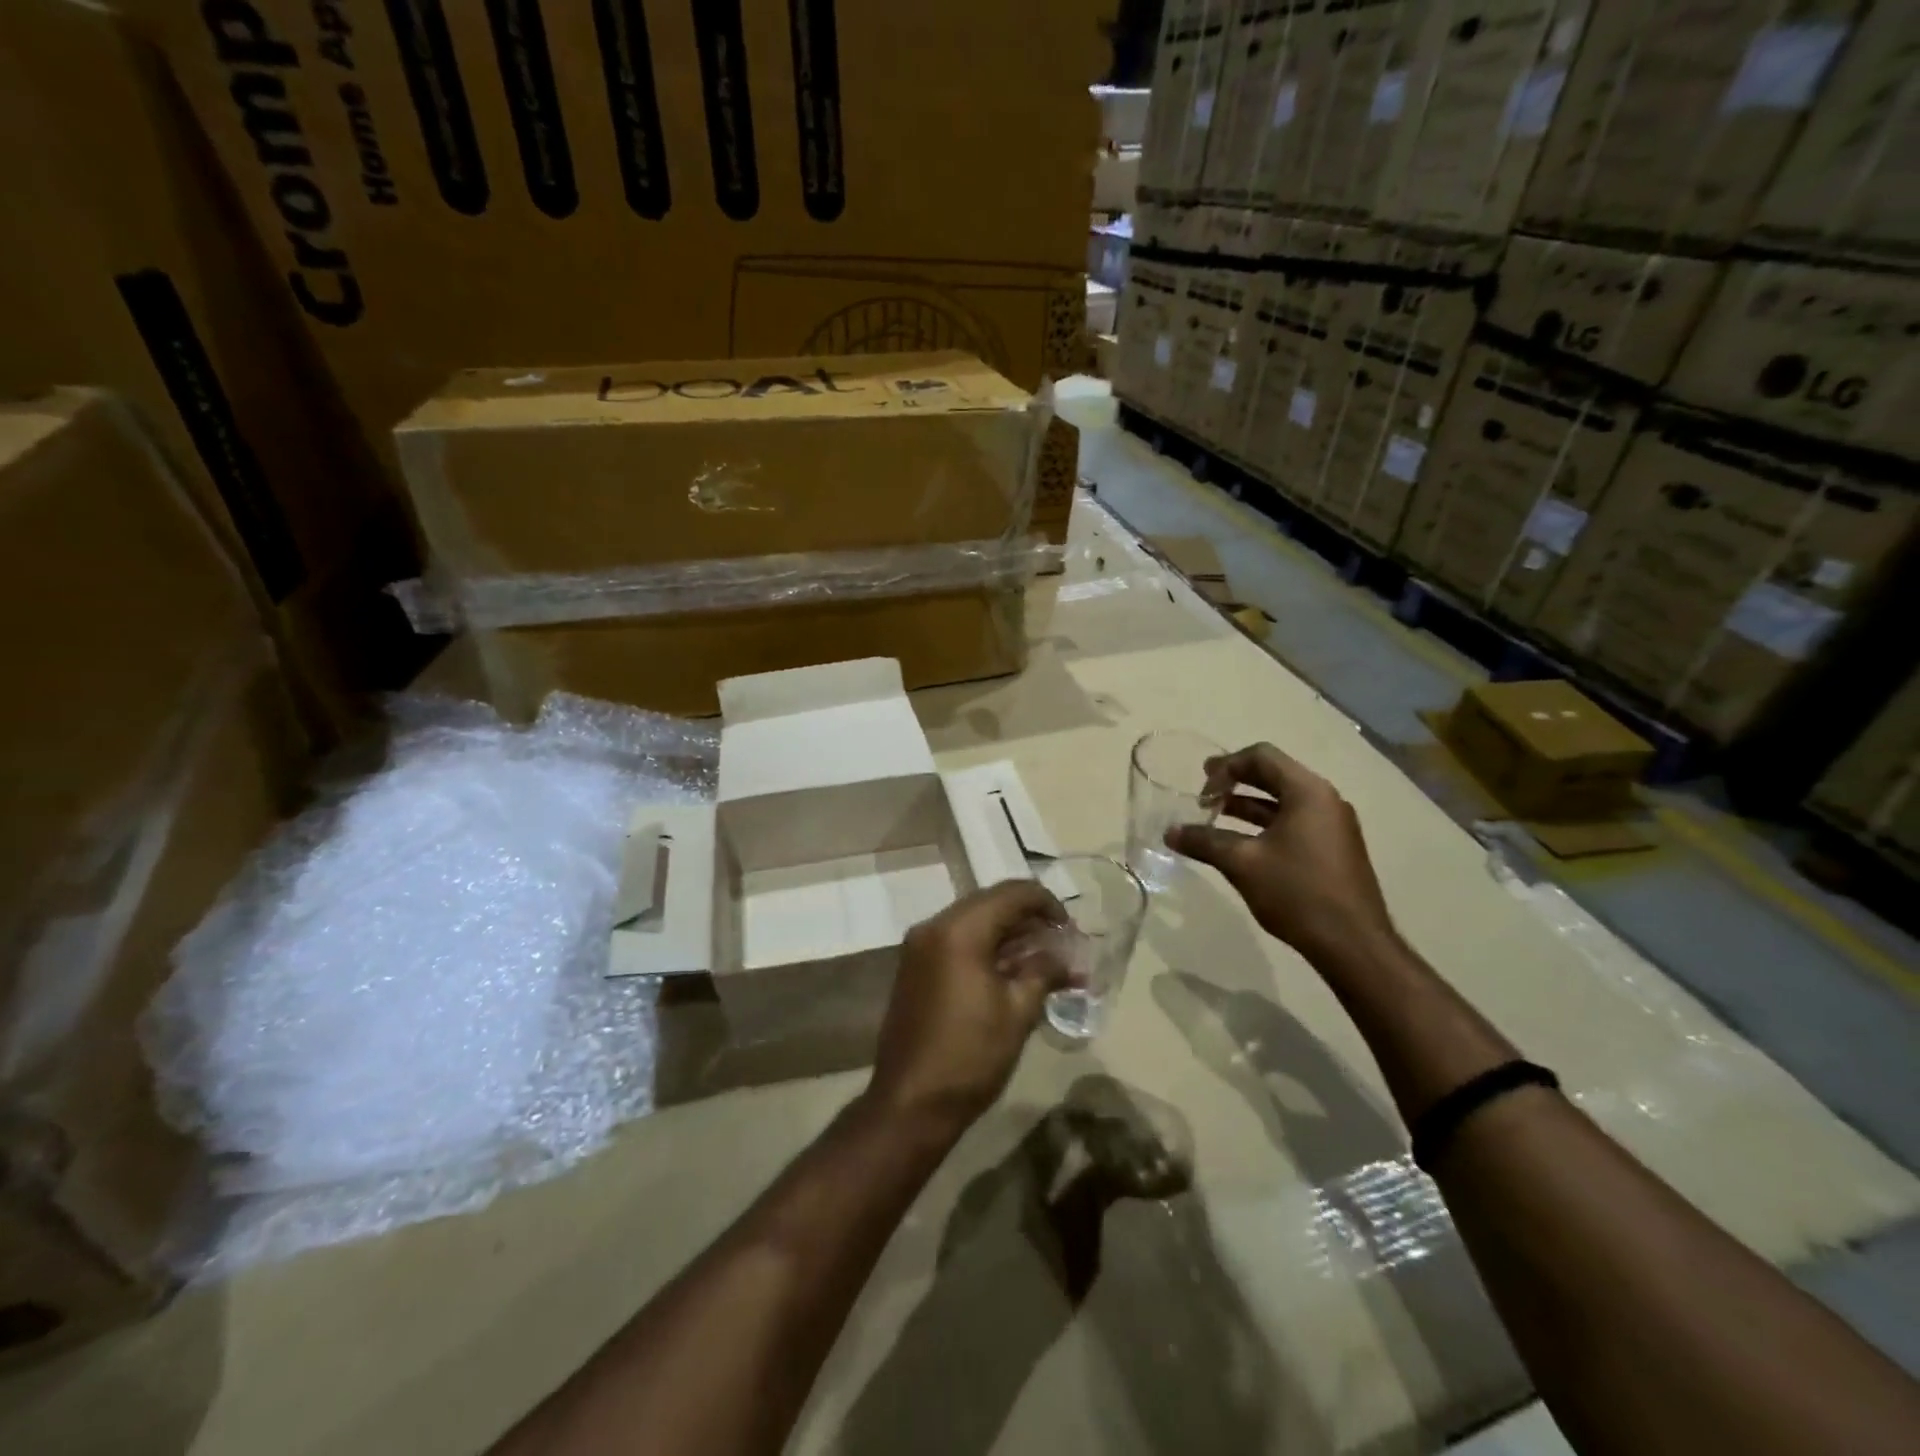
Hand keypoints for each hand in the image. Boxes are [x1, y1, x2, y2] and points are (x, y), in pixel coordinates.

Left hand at [869, 880, 1070, 1132]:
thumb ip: (1044, 972)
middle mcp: (934, 926)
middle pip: (990, 902)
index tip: (1071, 929)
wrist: (911, 1103)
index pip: (1012, 893)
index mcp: (959, 930)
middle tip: (1060, 942)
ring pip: (973, 921)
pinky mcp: (914, 967)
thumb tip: (1066, 959)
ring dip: (1008, 933)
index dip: (1047, 904)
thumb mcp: (1018, 1012)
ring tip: (1042, 958)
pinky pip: (956, 940)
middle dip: (1028, 918)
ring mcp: (919, 946)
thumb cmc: (971, 1055)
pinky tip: (1010, 970)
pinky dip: (985, 946)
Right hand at [1167, 742, 1397, 966]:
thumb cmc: (1297, 892)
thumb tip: (1169, 832)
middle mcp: (1325, 800)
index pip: (1262, 756)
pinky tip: (1242, 845)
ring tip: (1215, 818)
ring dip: (1248, 805)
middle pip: (1274, 775)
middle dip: (1235, 782)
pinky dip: (1265, 825)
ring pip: (1283, 801)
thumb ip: (1204, 841)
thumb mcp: (1242, 863)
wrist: (1353, 944)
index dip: (1225, 766)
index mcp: (1307, 792)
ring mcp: (1333, 826)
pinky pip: (1294, 823)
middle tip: (1203, 795)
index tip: (1201, 790)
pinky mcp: (1334, 850)